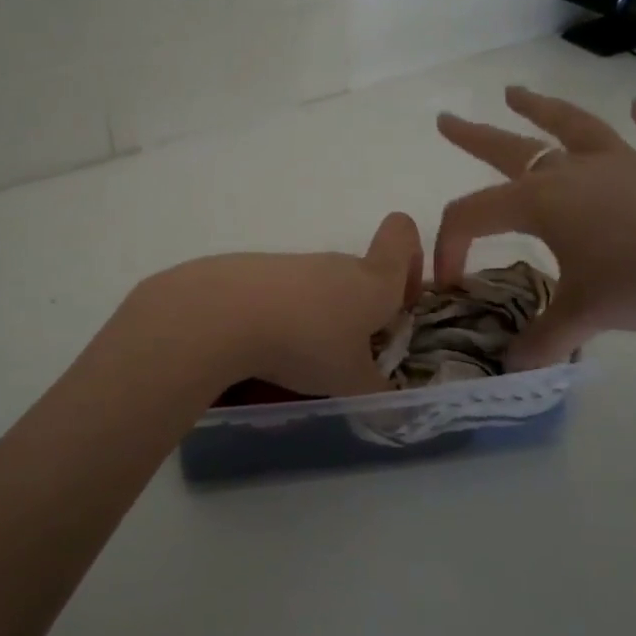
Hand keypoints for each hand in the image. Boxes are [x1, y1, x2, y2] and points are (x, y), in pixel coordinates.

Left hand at [134, 213, 425, 397]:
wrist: (225, 313)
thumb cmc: (307, 343)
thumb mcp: (350, 381)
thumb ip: (376, 391)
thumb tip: (389, 400)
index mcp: (374, 280)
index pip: (402, 235)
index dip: (411, 259)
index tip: (402, 299)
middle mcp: (337, 264)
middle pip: (361, 273)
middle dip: (363, 311)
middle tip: (351, 355)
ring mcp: (293, 265)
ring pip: (320, 288)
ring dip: (321, 318)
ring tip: (302, 361)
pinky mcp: (254, 272)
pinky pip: (283, 295)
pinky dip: (283, 318)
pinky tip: (265, 351)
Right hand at [436, 87, 635, 364]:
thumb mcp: (585, 315)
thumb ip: (545, 339)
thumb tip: (515, 368)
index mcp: (540, 202)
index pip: (473, 215)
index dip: (451, 244)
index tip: (451, 281)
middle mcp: (574, 171)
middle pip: (510, 149)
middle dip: (473, 137)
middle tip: (446, 119)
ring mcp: (625, 161)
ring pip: (572, 127)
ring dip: (542, 109)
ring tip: (516, 92)